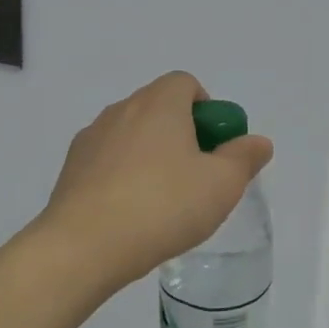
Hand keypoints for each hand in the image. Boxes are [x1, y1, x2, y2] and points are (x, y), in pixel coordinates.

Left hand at [39, 72, 273, 294]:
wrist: (84, 244)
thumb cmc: (163, 206)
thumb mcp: (221, 185)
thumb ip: (244, 158)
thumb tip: (257, 141)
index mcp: (159, 103)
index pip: (185, 83)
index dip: (205, 109)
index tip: (213, 146)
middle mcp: (122, 109)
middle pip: (158, 107)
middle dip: (181, 134)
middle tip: (195, 176)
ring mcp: (91, 137)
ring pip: (131, 134)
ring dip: (150, 155)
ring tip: (161, 201)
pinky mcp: (71, 167)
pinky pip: (107, 160)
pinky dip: (122, 175)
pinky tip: (130, 213)